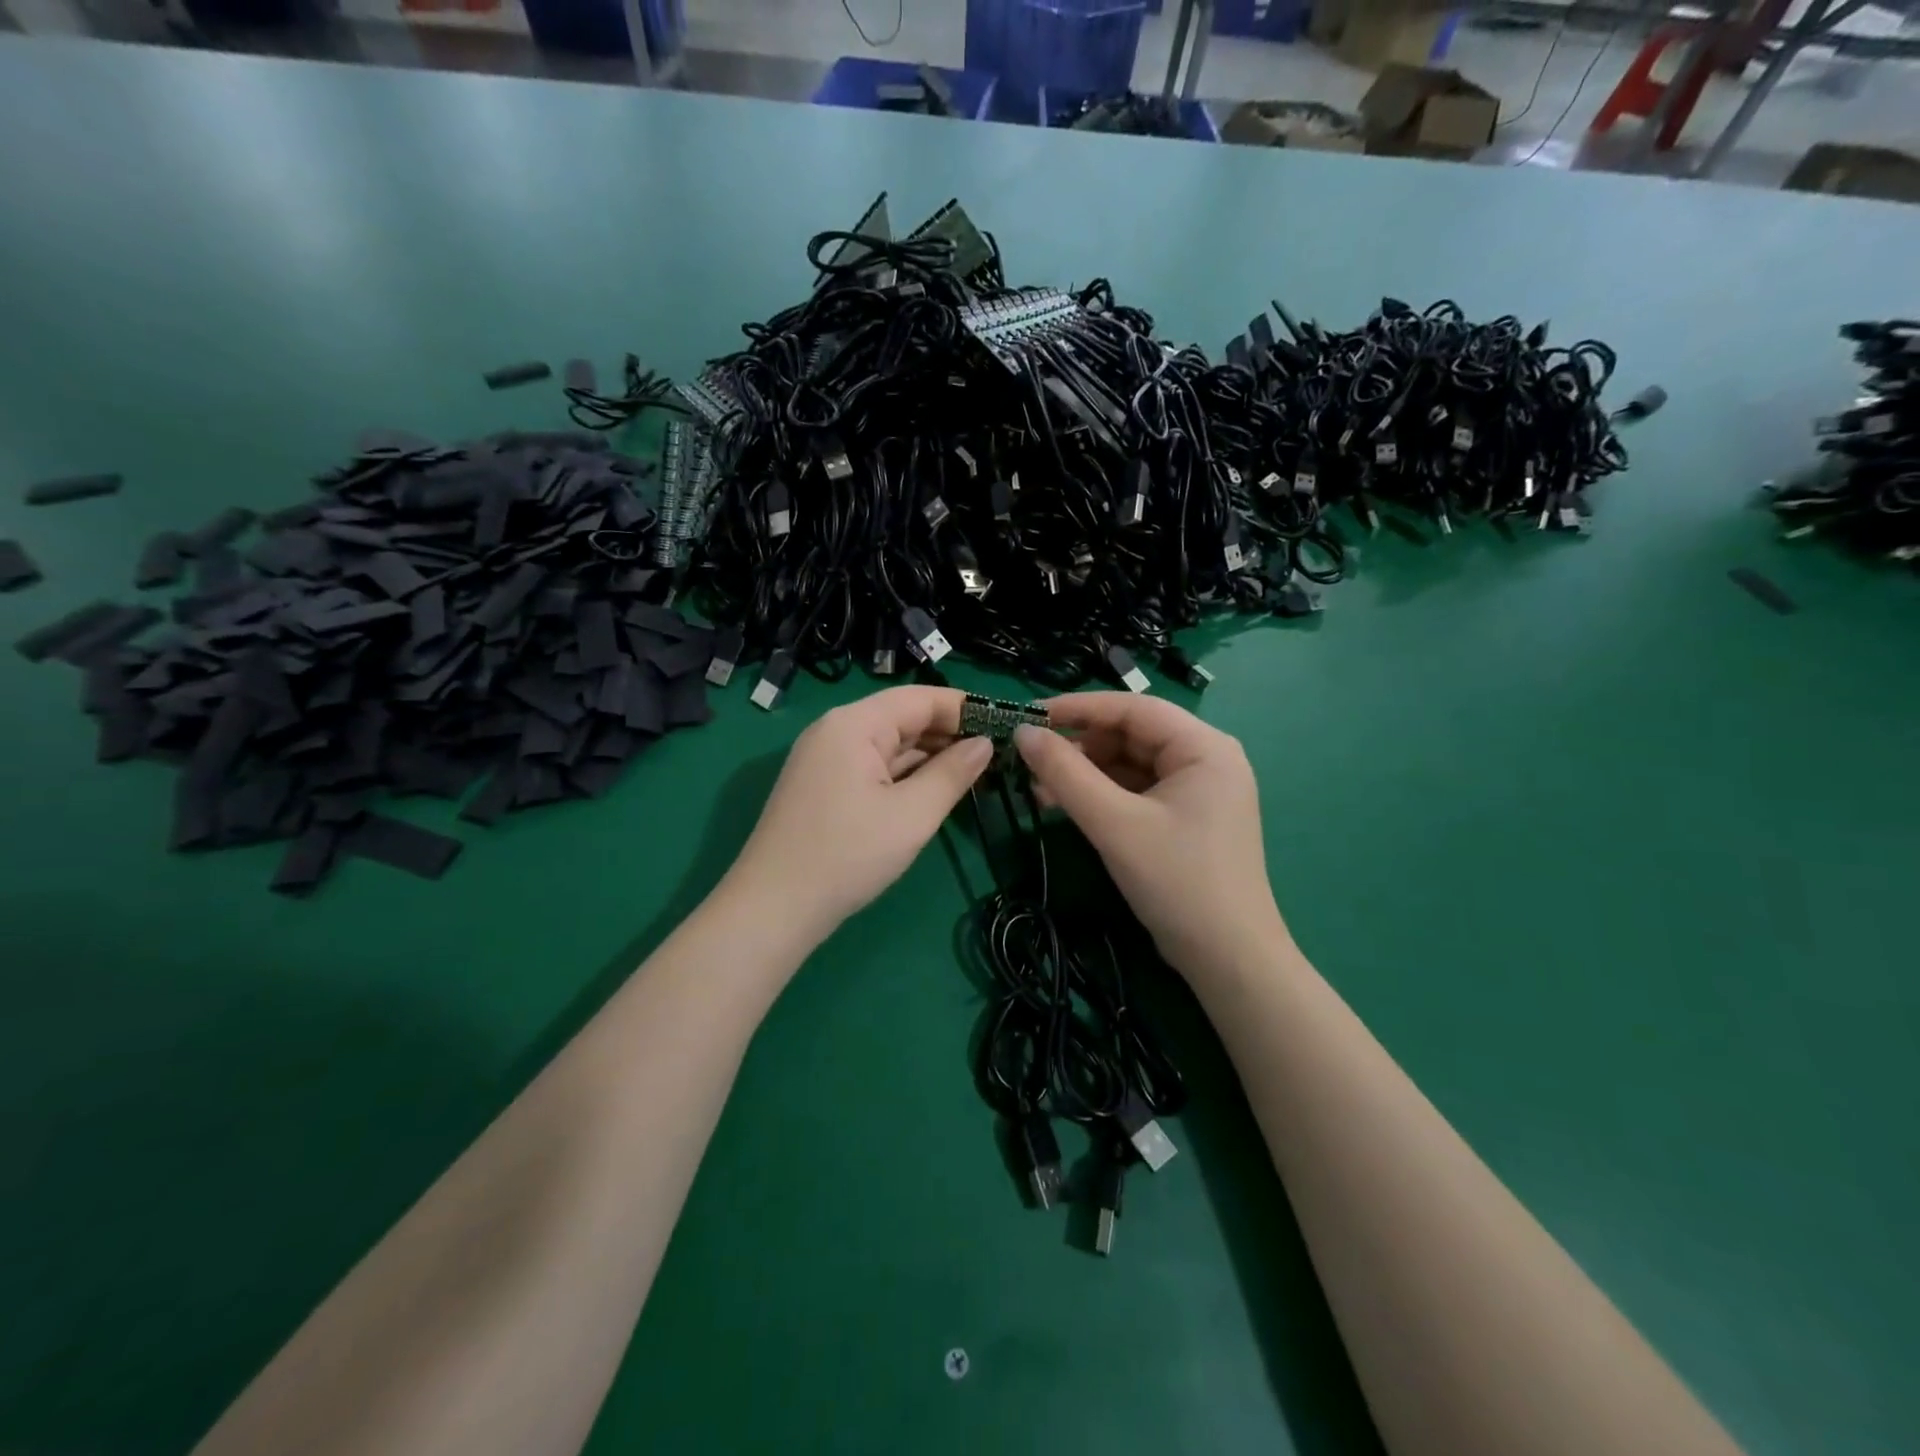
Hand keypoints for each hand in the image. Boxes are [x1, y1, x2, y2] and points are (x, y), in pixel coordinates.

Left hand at [725, 686, 992, 946]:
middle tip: (999, 755)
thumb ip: (953, 774)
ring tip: (977, 774)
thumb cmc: (848, 856)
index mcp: (855, 724)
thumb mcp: (912, 815)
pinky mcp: (823, 785)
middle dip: (950, 734)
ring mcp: (825, 758)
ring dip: (929, 757)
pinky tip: (934, 790)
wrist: (773, 908)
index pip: (921, 698)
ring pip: (889, 745)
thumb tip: (985, 744)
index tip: (1006, 726)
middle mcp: (836, 730)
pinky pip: (873, 767)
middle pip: (903, 718)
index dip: (965, 709)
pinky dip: (905, 775)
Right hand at [1014, 693, 1288, 980]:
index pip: (1133, 708)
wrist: (1228, 960)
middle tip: (1030, 761)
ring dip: (1085, 773)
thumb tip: (1023, 732)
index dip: (1077, 708)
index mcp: (1204, 747)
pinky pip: (1137, 791)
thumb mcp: (1114, 824)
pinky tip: (1065, 806)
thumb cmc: (1177, 882)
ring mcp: (1198, 790)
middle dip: (1079, 747)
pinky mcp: (1186, 818)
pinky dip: (1101, 795)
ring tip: (1038, 788)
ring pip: (1130, 764)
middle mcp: (1206, 759)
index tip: (1028, 716)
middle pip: (1131, 735)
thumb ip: (1065, 774)